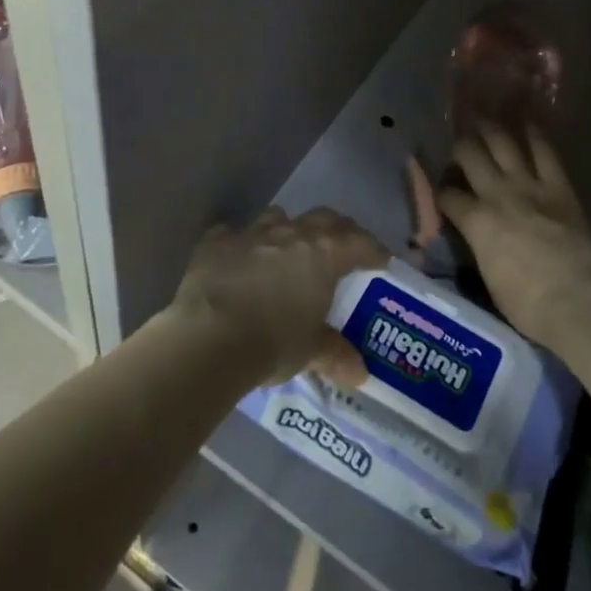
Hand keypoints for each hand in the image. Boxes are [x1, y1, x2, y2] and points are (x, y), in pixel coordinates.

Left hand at [169, 206, 387, 386]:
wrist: (210, 338)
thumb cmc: (273, 343)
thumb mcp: (310, 351)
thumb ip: (335, 354)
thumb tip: (360, 373)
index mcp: (324, 254)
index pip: (360, 242)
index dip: (373, 250)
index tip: (380, 261)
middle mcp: (293, 233)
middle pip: (325, 218)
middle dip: (338, 230)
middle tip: (342, 247)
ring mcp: (253, 232)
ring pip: (279, 217)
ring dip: (288, 230)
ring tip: (288, 250)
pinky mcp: (217, 242)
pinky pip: (233, 234)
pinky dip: (239, 244)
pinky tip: (237, 260)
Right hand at [440, 124, 590, 354]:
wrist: (577, 301)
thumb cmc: (528, 304)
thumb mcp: (488, 278)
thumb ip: (478, 249)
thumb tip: (474, 241)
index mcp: (476, 222)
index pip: (447, 196)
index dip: (439, 191)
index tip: (438, 188)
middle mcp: (498, 194)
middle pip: (470, 156)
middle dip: (460, 146)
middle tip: (457, 141)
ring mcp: (530, 186)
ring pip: (504, 144)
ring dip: (491, 129)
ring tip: (482, 117)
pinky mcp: (559, 188)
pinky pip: (545, 153)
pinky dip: (535, 135)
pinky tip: (528, 123)